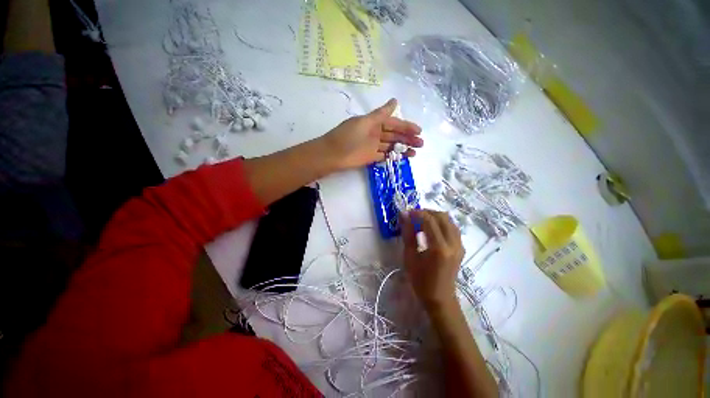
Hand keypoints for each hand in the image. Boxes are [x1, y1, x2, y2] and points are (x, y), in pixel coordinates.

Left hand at [321, 98, 422, 169]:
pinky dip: (393, 156)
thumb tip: (395, 100)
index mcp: (373, 123)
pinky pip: (385, 156)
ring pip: (391, 146)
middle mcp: (375, 134)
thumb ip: (380, 114)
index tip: (418, 131)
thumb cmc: (348, 136)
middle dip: (407, 139)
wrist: (333, 154)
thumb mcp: (365, 122)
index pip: (393, 123)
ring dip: (403, 149)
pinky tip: (403, 158)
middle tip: (421, 144)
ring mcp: (373, 146)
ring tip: (415, 153)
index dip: (406, 126)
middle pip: (394, 135)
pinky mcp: (371, 157)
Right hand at [401, 210, 464, 310]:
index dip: (417, 213)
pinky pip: (452, 228)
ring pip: (449, 220)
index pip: (429, 220)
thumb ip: (408, 234)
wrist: (440, 298)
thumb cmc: (420, 280)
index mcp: (439, 248)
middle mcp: (453, 243)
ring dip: (435, 216)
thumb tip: (404, 216)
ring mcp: (459, 245)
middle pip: (442, 216)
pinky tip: (431, 229)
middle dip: (426, 212)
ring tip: (421, 221)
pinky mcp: (461, 247)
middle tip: (413, 216)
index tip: (406, 213)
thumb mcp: (410, 257)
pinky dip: (441, 223)